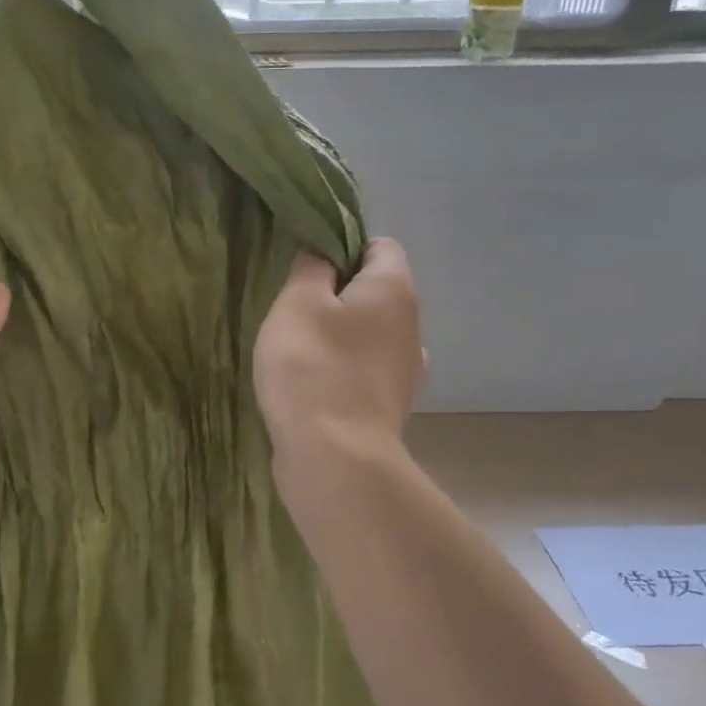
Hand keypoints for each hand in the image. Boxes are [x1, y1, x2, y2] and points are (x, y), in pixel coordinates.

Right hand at [254, 237, 424, 464]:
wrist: (335, 459)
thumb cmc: (313, 368)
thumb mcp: (297, 303)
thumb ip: (310, 269)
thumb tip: (322, 258)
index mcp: (395, 291)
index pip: (380, 246)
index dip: (343, 247)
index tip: (307, 269)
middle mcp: (411, 327)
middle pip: (375, 294)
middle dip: (336, 296)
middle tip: (294, 312)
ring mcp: (405, 372)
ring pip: (369, 336)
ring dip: (338, 338)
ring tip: (298, 354)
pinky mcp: (389, 408)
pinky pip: (364, 373)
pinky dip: (341, 373)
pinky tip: (312, 389)